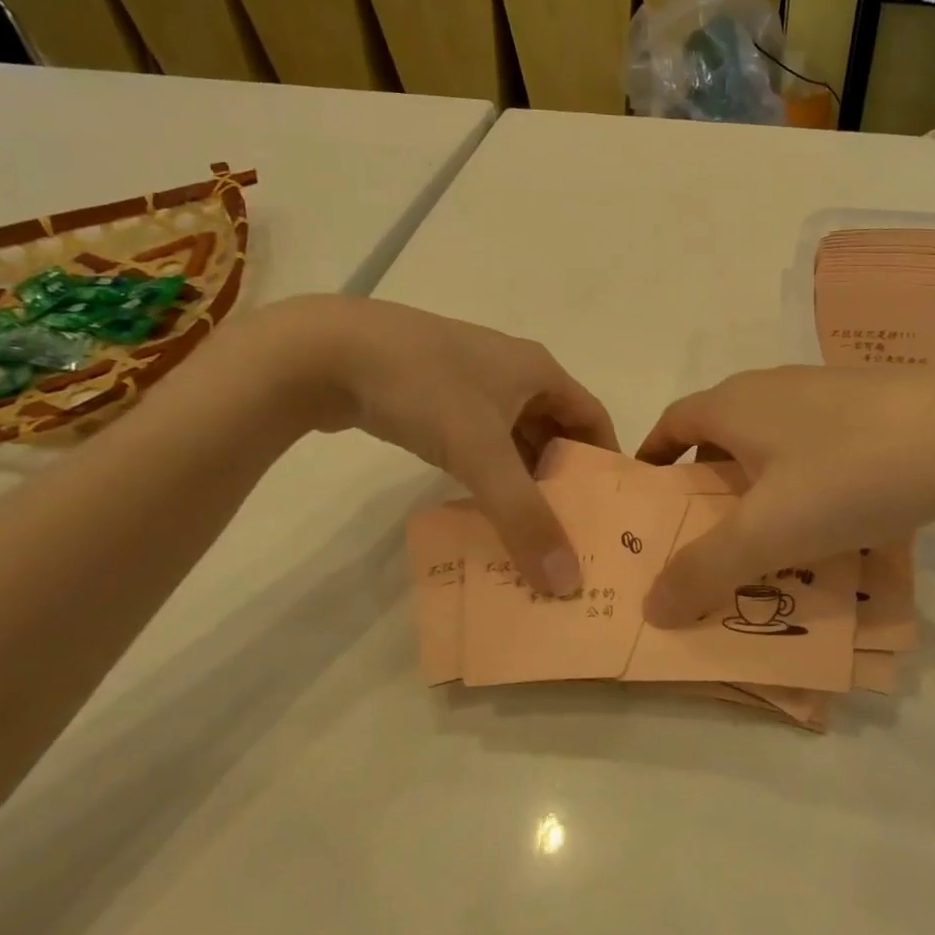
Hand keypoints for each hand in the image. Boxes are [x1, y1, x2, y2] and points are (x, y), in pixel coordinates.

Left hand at [231, 296, 617, 594]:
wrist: (324, 351)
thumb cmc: (424, 390)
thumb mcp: (480, 454)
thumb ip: (525, 519)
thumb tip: (568, 582)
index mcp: (538, 370)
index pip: (593, 417)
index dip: (606, 460)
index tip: (610, 510)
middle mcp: (511, 371)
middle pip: (554, 429)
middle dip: (563, 478)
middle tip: (571, 531)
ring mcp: (468, 380)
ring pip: (513, 436)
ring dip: (522, 478)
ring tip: (529, 528)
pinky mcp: (432, 395)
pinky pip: (477, 438)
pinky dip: (487, 471)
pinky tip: (480, 504)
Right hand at [634, 366, 934, 624]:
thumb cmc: (847, 476)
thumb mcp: (766, 535)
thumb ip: (702, 571)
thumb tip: (651, 607)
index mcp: (735, 404)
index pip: (673, 422)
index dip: (653, 458)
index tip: (651, 501)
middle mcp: (773, 386)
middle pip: (722, 433)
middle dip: (708, 481)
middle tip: (709, 534)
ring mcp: (827, 391)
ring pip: (774, 440)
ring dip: (761, 483)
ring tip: (774, 536)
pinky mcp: (872, 405)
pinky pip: (819, 445)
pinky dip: (808, 479)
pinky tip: (838, 517)